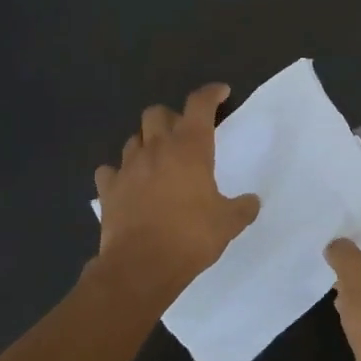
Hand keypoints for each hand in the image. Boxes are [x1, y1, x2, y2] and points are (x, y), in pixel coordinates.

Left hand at [94, 84, 260, 298]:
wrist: (141, 266)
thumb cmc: (191, 236)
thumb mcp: (229, 223)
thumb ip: (242, 207)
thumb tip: (252, 201)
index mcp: (190, 148)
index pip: (199, 104)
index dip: (211, 94)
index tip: (220, 93)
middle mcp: (156, 149)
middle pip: (157, 113)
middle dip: (171, 118)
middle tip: (184, 135)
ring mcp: (127, 167)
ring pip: (133, 138)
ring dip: (146, 142)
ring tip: (158, 160)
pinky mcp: (108, 189)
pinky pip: (110, 170)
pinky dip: (120, 172)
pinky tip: (129, 184)